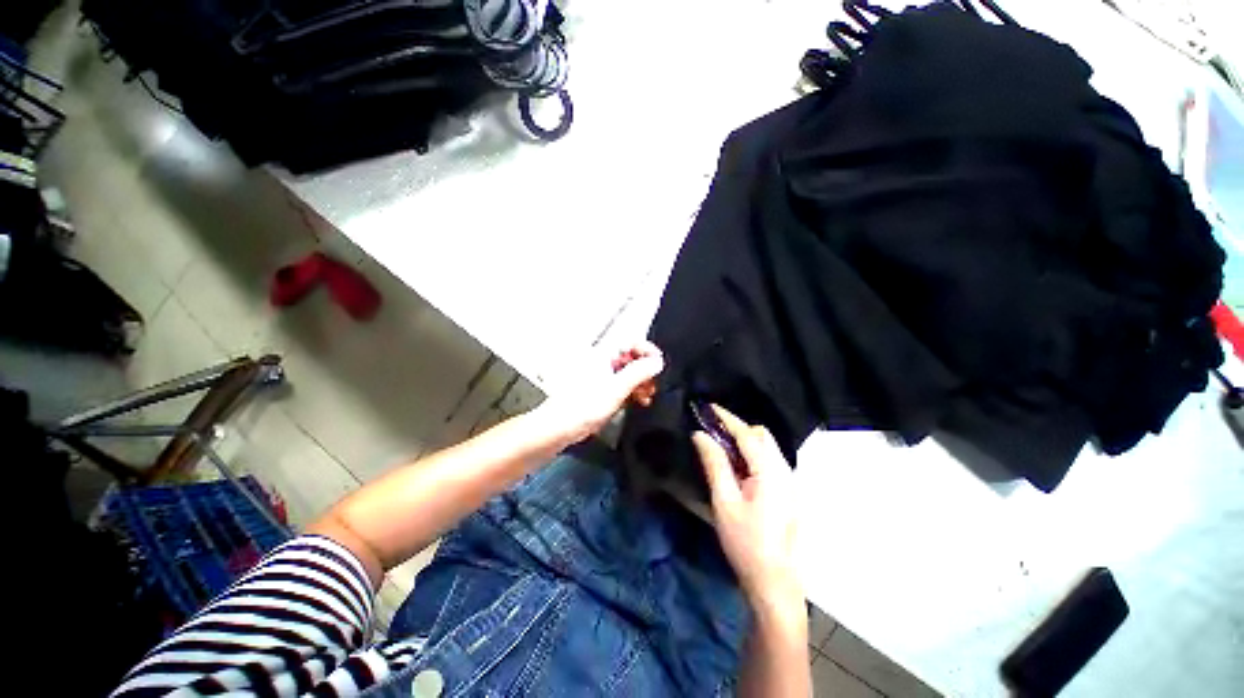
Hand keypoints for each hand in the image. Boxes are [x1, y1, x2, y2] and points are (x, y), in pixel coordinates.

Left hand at [536, 341, 663, 444]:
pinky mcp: (602, 390)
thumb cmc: (582, 407)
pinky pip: (623, 385)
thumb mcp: (616, 389)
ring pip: (629, 373)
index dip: (647, 351)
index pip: (631, 343)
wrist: (560, 427)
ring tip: (647, 395)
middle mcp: (603, 363)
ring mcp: (603, 376)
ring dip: (641, 382)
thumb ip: (638, 373)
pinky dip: (633, 391)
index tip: (658, 364)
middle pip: (632, 358)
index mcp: (604, 356)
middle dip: (646, 370)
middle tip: (653, 383)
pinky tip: (638, 401)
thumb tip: (657, 362)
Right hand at [693, 405, 802, 611]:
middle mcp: (785, 471)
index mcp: (771, 472)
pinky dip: (750, 453)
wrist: (775, 582)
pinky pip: (768, 460)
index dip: (726, 417)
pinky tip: (735, 464)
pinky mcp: (786, 491)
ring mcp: (789, 481)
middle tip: (711, 429)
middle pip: (762, 436)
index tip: (708, 406)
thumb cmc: (746, 543)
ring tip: (719, 443)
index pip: (747, 434)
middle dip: (736, 427)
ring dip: (743, 439)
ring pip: (766, 447)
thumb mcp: (725, 502)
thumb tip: (700, 435)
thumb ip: (714, 464)